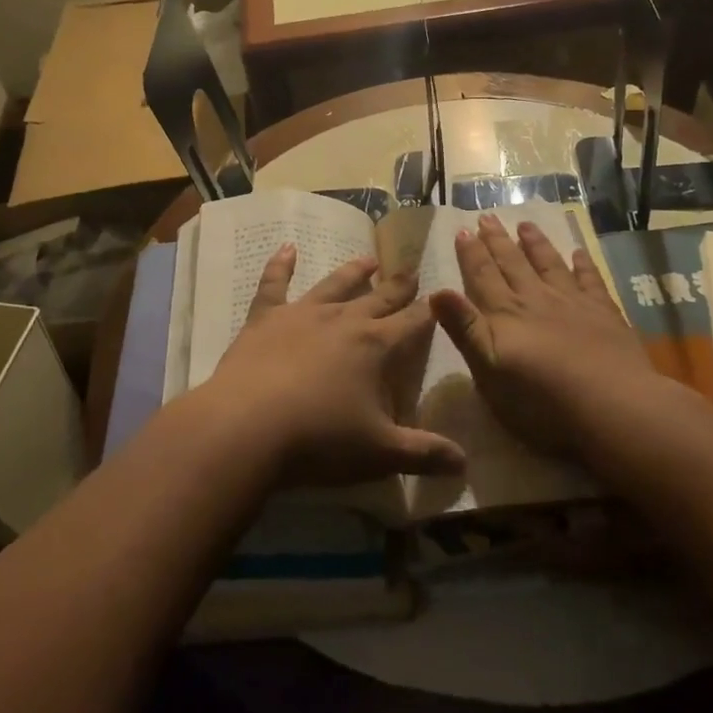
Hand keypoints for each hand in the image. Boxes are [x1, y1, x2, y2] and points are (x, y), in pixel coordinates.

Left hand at [199, 245, 465, 488]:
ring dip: (353, 271)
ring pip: (334, 284)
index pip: (413, 323)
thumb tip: (465, 464)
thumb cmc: (319, 440)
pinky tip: (286, 247)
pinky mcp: (265, 318)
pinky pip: (274, 284)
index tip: (441, 299)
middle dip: (398, 286)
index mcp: (376, 346)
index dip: (429, 312)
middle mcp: (343, 320)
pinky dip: (281, 264)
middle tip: (411, 270)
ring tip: (368, 259)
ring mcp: (302, 314)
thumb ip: (424, 453)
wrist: (246, 428)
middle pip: (378, 297)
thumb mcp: (380, 453)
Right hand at [429, 214, 656, 455]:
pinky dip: (583, 264)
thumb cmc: (540, 399)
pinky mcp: (604, 314)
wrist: (610, 406)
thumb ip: (464, 329)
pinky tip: (578, 253)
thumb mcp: (488, 370)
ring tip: (526, 224)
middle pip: (512, 264)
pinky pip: (590, 280)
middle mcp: (536, 300)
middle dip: (498, 241)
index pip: (482, 277)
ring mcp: (573, 303)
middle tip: (487, 217)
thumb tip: (436, 291)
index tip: (463, 230)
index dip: (471, 254)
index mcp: (505, 315)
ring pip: (549, 265)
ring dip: (536, 244)